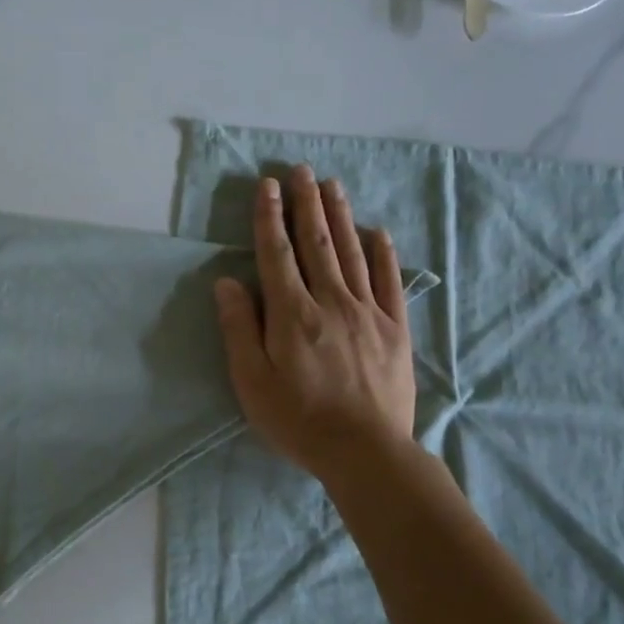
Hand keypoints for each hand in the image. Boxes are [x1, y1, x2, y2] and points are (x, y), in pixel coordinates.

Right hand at [215, 165, 416, 474]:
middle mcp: (330, 302)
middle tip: (301, 170)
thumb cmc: (298, 419)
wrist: (366, 453)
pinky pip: (388, 282)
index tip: (267, 185)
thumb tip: (228, 282)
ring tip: (332, 185)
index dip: (270, 217)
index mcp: (292, 313)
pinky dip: (383, 254)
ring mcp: (368, 313)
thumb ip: (240, 328)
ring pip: (351, 253)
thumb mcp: (251, 380)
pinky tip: (378, 232)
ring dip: (340, 216)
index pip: (277, 253)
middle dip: (306, 203)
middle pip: (316, 243)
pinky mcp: (395, 329)